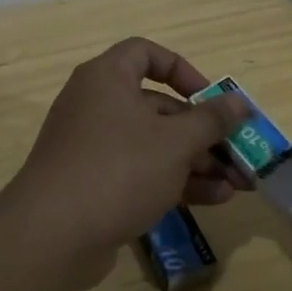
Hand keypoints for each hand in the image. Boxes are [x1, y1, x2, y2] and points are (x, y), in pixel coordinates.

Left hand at [0, 38, 249, 271]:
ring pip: (154, 144)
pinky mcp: (94, 184)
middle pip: (158, 107)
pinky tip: (213, 200)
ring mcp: (93, 148)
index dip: (182, 70)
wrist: (51, 236)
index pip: (146, 54)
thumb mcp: (175, 142)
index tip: (210, 98)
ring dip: (197, 161)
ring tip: (238, 184)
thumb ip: (211, 120)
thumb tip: (239, 102)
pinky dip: (174, 181)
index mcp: (107, 79)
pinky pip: (140, 172)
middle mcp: (97, 106)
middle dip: (203, 132)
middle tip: (239, 153)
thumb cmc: (118, 170)